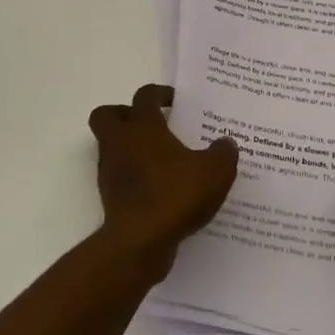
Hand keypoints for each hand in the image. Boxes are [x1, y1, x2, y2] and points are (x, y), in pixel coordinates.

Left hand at [88, 84, 238, 276]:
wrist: (140, 241)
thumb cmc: (175, 194)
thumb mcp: (214, 171)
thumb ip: (223, 153)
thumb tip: (226, 142)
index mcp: (143, 127)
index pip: (144, 96)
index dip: (159, 93)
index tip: (174, 101)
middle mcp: (120, 143)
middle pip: (107, 115)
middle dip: (125, 115)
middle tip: (152, 125)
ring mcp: (110, 171)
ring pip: (111, 147)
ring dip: (131, 149)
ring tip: (163, 161)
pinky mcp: (110, 197)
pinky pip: (120, 177)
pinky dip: (135, 178)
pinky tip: (161, 190)